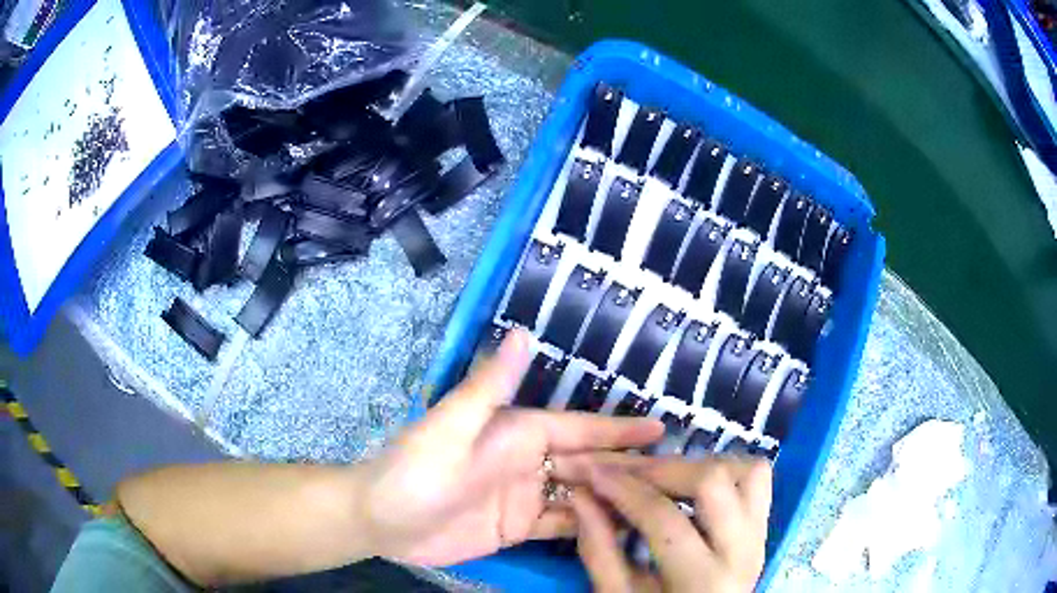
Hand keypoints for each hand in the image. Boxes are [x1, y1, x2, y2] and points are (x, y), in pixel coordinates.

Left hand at [357, 329, 663, 565]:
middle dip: (630, 468)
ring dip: (616, 499)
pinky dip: (590, 528)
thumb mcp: (448, 429)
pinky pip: (563, 526)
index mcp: (518, 434)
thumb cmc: (413, 473)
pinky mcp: (518, 528)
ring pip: (583, 496)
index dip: (621, 430)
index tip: (662, 429)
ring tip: (659, 506)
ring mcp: (526, 498)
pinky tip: (618, 533)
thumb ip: (489, 388)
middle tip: (676, 476)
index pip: (581, 429)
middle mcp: (529, 462)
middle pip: (591, 465)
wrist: (381, 521)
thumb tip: (522, 333)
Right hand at [556, 453, 771, 591]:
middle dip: (661, 469)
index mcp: (702, 579)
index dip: (624, 489)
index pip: (664, 518)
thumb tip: (582, 495)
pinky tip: (694, 486)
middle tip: (625, 472)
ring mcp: (760, 536)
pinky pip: (757, 481)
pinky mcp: (763, 528)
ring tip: (664, 480)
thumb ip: (599, 549)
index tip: (593, 472)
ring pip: (748, 471)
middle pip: (713, 481)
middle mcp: (743, 550)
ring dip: (702, 466)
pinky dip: (726, 471)